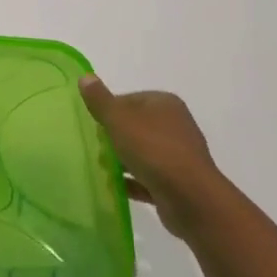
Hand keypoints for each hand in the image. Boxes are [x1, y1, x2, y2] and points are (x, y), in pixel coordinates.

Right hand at [78, 75, 228, 235]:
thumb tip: (85, 77)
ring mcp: (178, 155)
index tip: (93, 124)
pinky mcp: (178, 183)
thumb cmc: (153, 149)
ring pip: (142, 152)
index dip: (109, 110)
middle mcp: (175, 125)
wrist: (191, 199)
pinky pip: (148, 177)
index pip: (129, 99)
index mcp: (164, 104)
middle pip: (136, 126)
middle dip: (114, 136)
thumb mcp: (119, 119)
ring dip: (122, 160)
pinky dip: (132, 181)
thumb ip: (100, 99)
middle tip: (95, 146)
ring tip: (101, 167)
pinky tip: (113, 186)